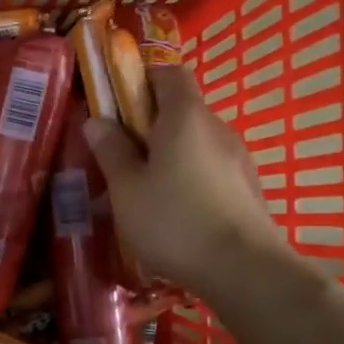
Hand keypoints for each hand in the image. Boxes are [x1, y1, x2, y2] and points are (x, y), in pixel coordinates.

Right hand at [84, 64, 291, 299]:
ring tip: (141, 190)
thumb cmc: (174, 220)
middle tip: (118, 154)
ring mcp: (238, 158)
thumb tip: (97, 120)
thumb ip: (111, 149)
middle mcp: (217, 128)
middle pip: (180, 109)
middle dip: (147, 124)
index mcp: (185, 117)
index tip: (115, 104)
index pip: (168, 73)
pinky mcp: (247, 187)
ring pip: (194, 142)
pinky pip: (208, 168)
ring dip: (167, 154)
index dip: (141, 80)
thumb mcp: (127, 187)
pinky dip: (187, 177)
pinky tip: (172, 211)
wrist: (245, 270)